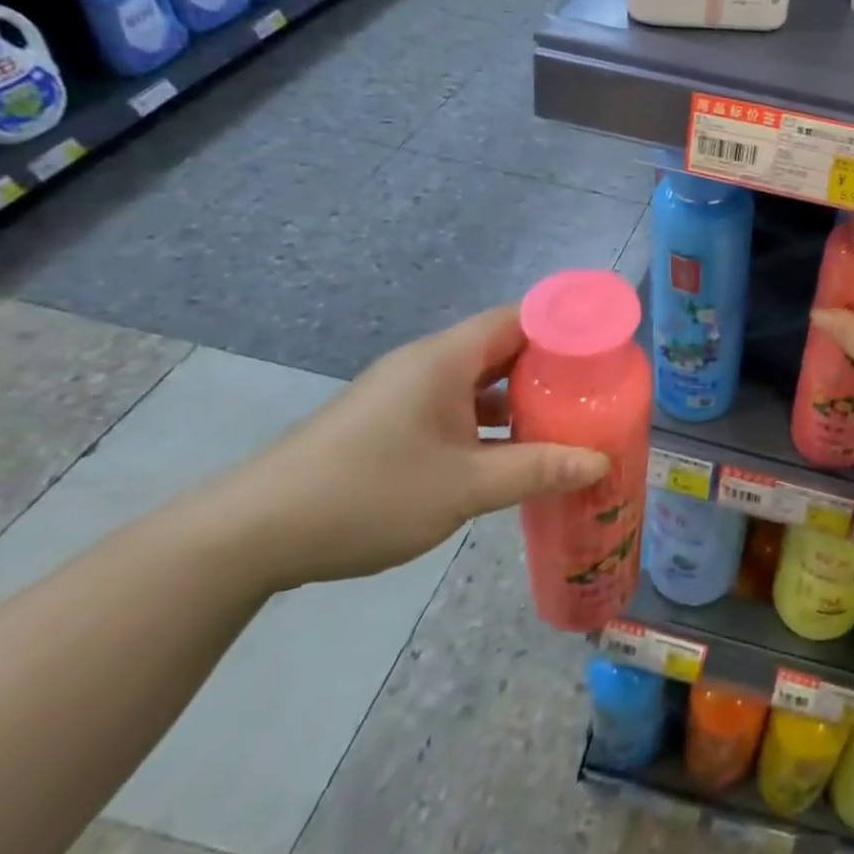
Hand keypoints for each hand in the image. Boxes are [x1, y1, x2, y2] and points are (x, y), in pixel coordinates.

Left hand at [215, 306, 609, 590]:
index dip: (564, 327)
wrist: (251, 535)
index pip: (519, 318)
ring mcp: (404, 393)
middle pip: (502, 346)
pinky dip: (487, 419)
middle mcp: (427, 364)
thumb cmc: (367, 494)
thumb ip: (537, 470)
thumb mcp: (463, 487)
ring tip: (564, 418)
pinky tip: (508, 451)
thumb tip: (600, 462)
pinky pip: (454, 405)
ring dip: (518, 396)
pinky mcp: (389, 421)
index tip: (603, 350)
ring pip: (477, 379)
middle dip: (549, 366)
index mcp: (445, 359)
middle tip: (594, 389)